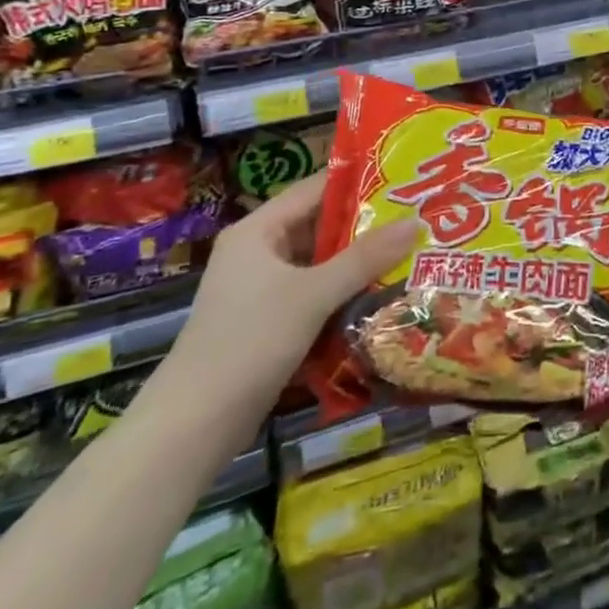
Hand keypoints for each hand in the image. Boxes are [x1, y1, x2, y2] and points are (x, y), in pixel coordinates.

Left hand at [153, 173, 418, 453]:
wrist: (192, 428)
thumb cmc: (249, 342)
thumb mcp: (313, 295)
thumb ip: (365, 258)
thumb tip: (416, 222)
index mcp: (257, 230)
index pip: (315, 189)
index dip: (358, 182)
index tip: (402, 180)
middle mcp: (257, 252)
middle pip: (319, 226)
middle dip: (365, 226)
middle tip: (415, 219)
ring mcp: (260, 289)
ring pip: (318, 263)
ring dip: (356, 263)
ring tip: (408, 254)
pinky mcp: (266, 323)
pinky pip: (312, 294)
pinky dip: (341, 294)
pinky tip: (379, 297)